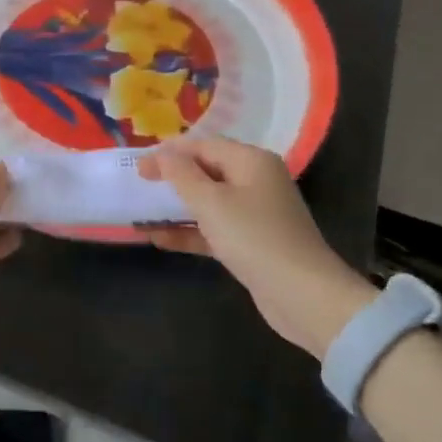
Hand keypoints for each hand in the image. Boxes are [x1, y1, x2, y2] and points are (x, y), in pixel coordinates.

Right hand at [140, 137, 377, 358]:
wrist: (303, 296)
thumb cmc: (254, 237)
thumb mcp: (212, 202)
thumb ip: (182, 175)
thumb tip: (163, 153)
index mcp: (251, 161)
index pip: (203, 145)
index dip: (169, 153)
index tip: (137, 166)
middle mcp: (255, 181)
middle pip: (206, 170)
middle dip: (172, 178)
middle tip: (138, 185)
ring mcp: (255, 213)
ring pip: (208, 201)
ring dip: (176, 208)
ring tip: (142, 212)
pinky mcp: (251, 243)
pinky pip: (214, 228)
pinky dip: (189, 231)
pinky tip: (159, 239)